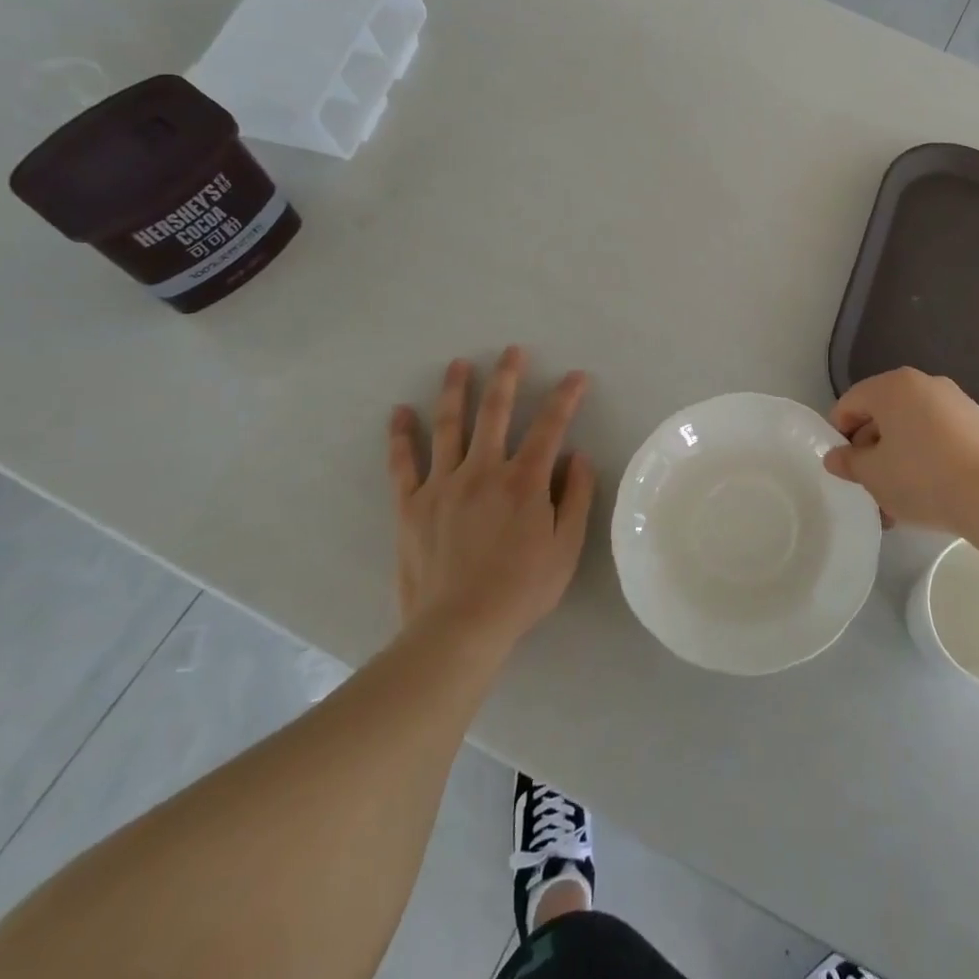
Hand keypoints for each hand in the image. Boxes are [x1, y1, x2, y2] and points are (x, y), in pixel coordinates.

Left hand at [387, 346, 594, 650]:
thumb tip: (578, 456)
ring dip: (456, 391)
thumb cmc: (522, 589)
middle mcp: (483, 471)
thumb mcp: (566, 547)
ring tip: (459, 364)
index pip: (550, 427)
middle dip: (507, 377)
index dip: (566, 398)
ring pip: (449, 426)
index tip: (576, 376)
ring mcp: (443, 484)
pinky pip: (403, 463)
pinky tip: (400, 412)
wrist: (458, 628)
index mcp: (524, 481)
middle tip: (513, 351)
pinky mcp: (411, 505)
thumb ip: (576, 497)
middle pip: (496, 412)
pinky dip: (401, 435)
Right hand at [823, 368, 978, 543]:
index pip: (850, 403)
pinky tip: (928, 491)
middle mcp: (925, 383)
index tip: (844, 467)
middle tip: (868, 486)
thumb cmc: (921, 478)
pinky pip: (938, 435)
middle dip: (871, 449)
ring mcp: (956, 401)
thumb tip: (836, 457)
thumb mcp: (872, 475)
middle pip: (883, 414)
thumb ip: (848, 462)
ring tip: (897, 499)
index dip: (839, 434)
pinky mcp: (978, 424)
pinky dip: (926, 456)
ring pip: (912, 428)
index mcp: (893, 386)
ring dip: (898, 457)